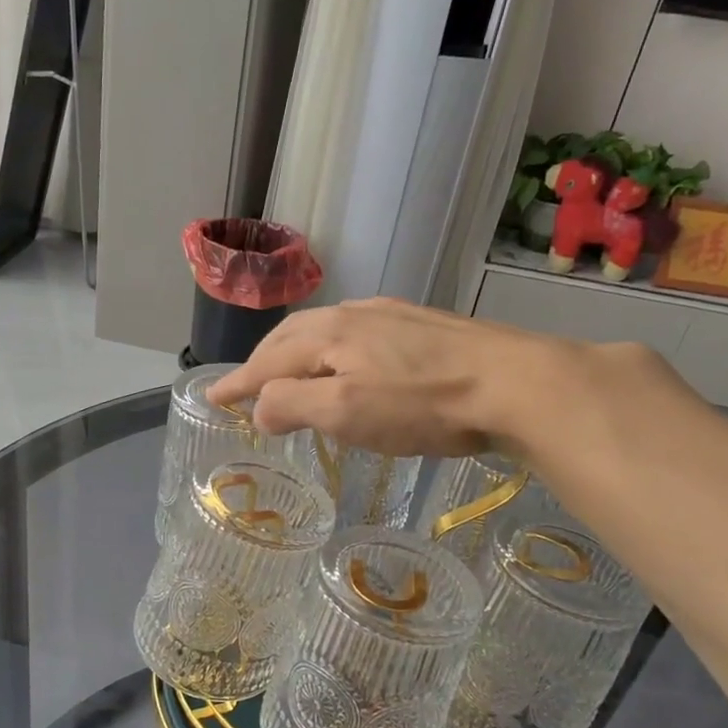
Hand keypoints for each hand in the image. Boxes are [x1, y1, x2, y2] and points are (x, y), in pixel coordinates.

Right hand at [206, 298, 551, 457]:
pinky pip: (357, 332)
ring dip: (296, 353)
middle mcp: (354, 314)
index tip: (211, 399)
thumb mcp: (346, 412)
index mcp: (329, 334)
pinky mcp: (423, 326)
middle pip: (291, 336)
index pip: (267, 361)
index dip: (237, 383)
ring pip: (325, 330)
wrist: (517, 383)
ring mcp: (391, 316)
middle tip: (245, 387)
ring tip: (289, 374)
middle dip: (262, 362)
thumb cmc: (423, 403)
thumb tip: (259, 408)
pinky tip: (348, 362)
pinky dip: (332, 350)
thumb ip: (293, 405)